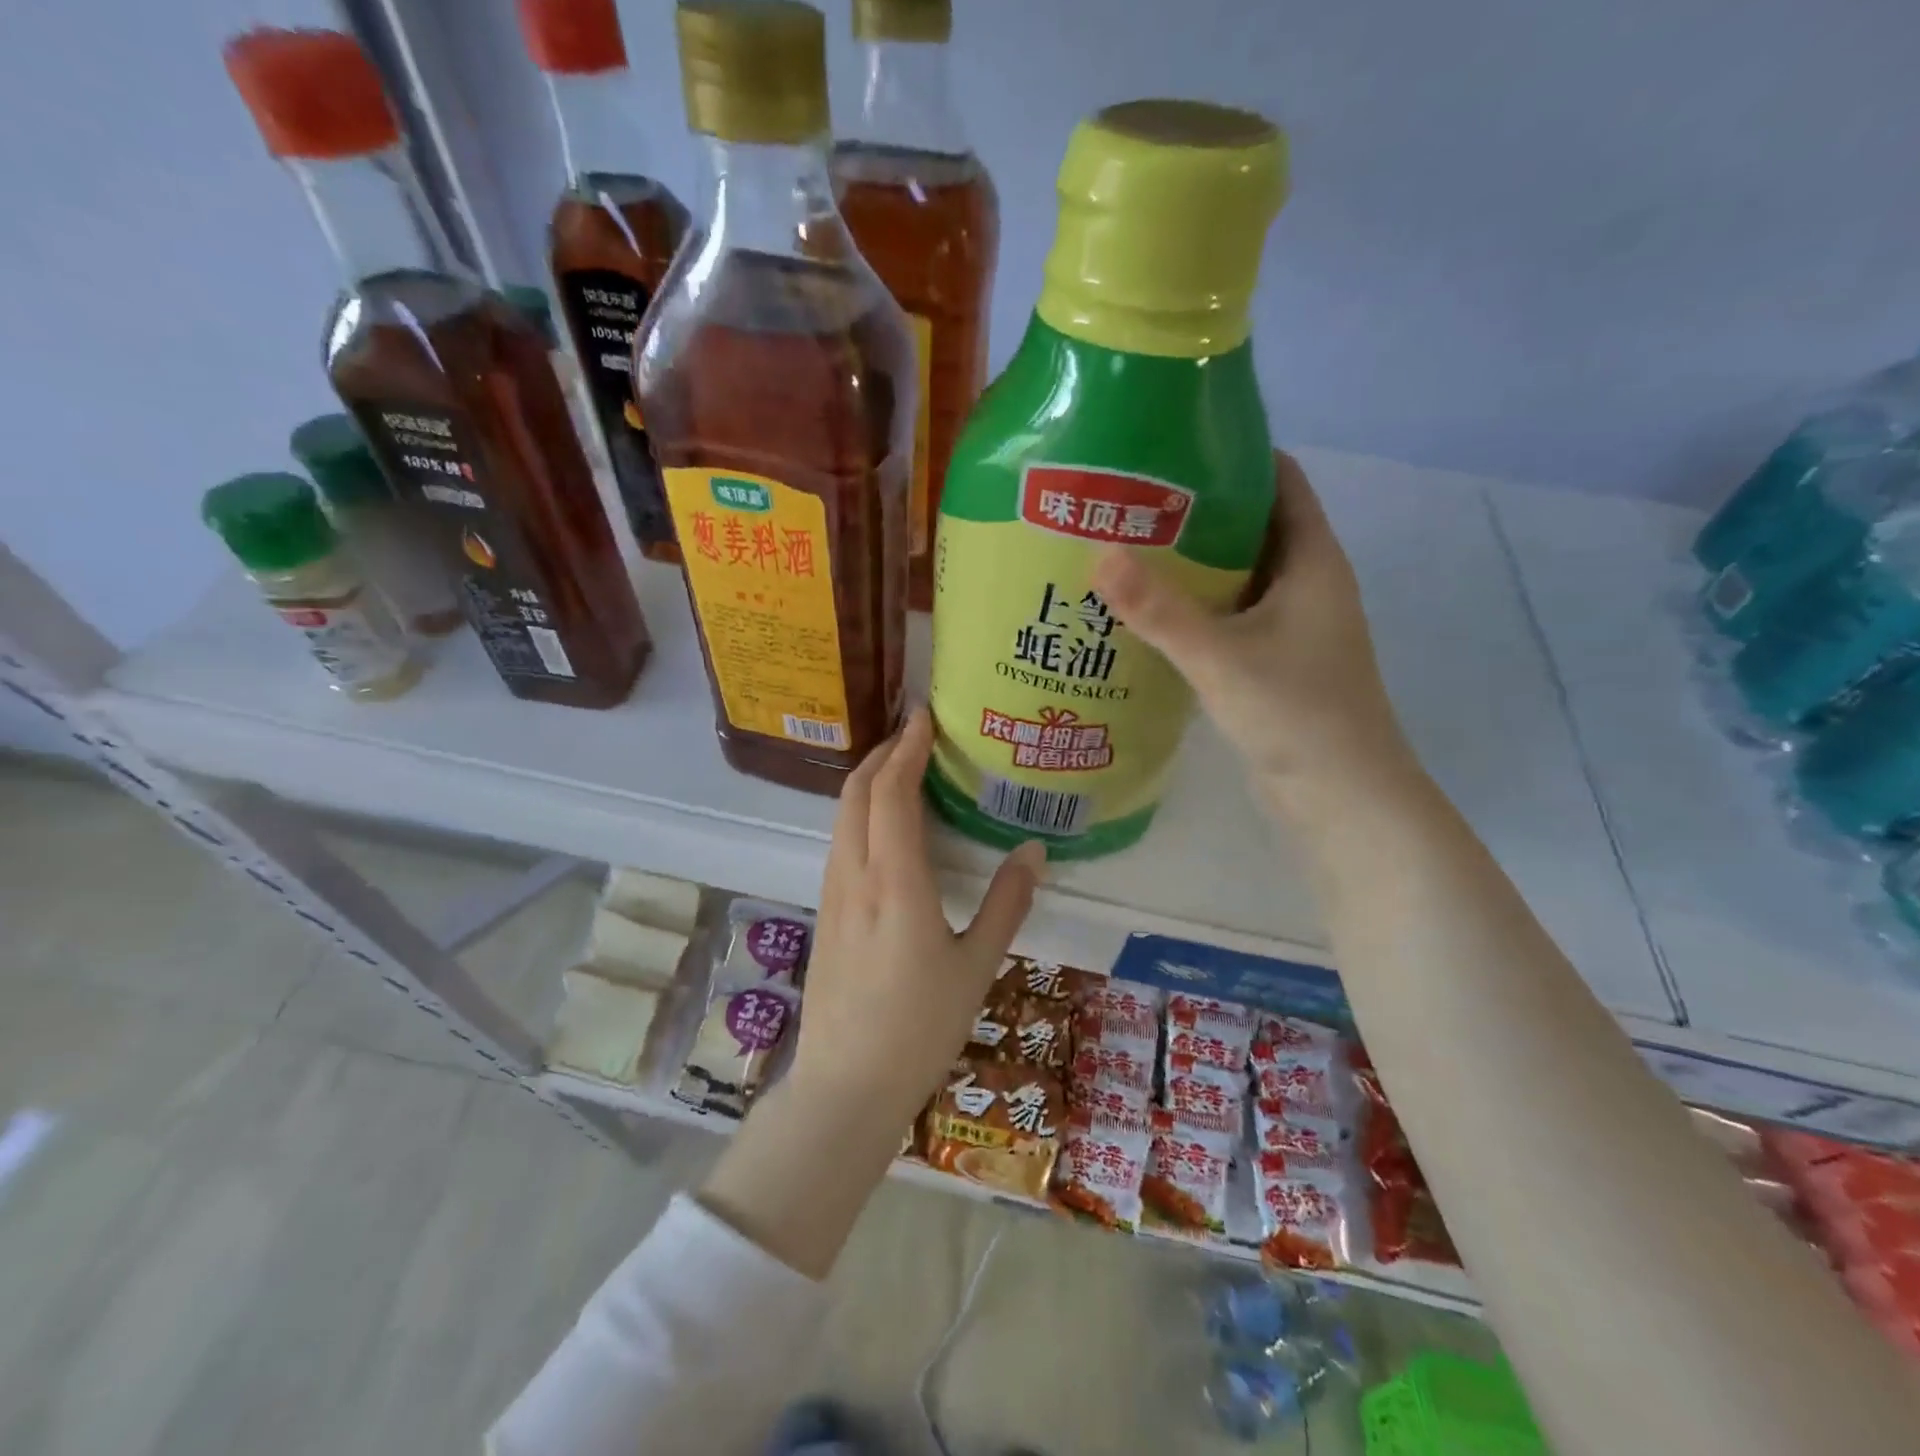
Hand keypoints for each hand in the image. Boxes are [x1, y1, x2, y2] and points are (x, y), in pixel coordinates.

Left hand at [789, 707, 1043, 1120]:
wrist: (845, 1086)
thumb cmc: (919, 1028)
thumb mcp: (977, 966)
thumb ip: (1007, 903)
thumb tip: (1033, 850)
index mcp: (895, 882)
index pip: (891, 793)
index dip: (906, 748)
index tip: (923, 717)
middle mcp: (854, 876)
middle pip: (856, 794)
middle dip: (881, 754)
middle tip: (913, 733)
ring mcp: (832, 894)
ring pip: (842, 817)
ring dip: (866, 782)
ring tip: (899, 767)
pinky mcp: (824, 913)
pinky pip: (839, 843)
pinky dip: (858, 813)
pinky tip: (881, 826)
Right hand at [1092, 451, 1422, 826]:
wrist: (1340, 797)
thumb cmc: (1296, 714)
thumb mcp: (1221, 656)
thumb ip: (1159, 609)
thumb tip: (1097, 555)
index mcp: (1312, 560)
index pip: (1280, 480)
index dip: (1232, 454)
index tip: (1169, 447)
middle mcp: (1305, 584)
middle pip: (1251, 525)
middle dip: (1195, 511)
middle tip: (1127, 501)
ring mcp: (1290, 626)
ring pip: (1236, 576)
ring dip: (1190, 564)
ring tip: (1124, 550)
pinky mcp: (1272, 661)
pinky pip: (1228, 617)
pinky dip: (1193, 609)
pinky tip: (1145, 615)